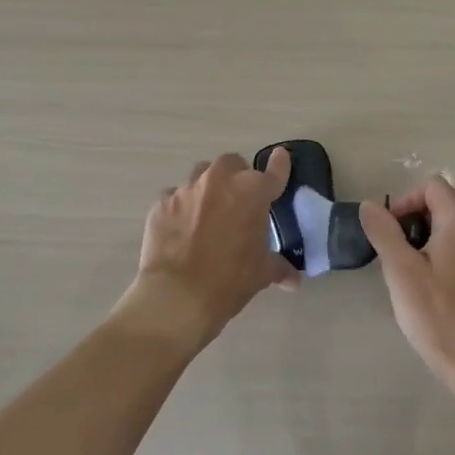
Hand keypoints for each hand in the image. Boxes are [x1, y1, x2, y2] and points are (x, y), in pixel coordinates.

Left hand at [117, 149, 295, 355]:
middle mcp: (219, 181)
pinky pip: (174, 197)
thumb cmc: (230, 280)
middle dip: (236, 176)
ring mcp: (187, 189)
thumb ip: (279, 267)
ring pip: (200, 176)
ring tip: (207, 213)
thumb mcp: (261, 274)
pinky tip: (180, 230)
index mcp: (252, 192)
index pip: (273, 171)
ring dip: (208, 188)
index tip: (281, 157)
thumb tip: (293, 279)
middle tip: (238, 201)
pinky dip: (181, 208)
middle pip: (231, 163)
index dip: (279, 165)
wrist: (177, 296)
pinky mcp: (161, 203)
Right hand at [359, 178, 454, 410]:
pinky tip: (423, 289)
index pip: (432, 186)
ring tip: (404, 274)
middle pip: (440, 205)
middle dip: (411, 222)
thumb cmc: (437, 313)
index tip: (389, 231)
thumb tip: (370, 206)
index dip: (405, 201)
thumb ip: (384, 232)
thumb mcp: (401, 270)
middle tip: (392, 255)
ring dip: (422, 241)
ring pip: (447, 230)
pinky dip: (437, 257)